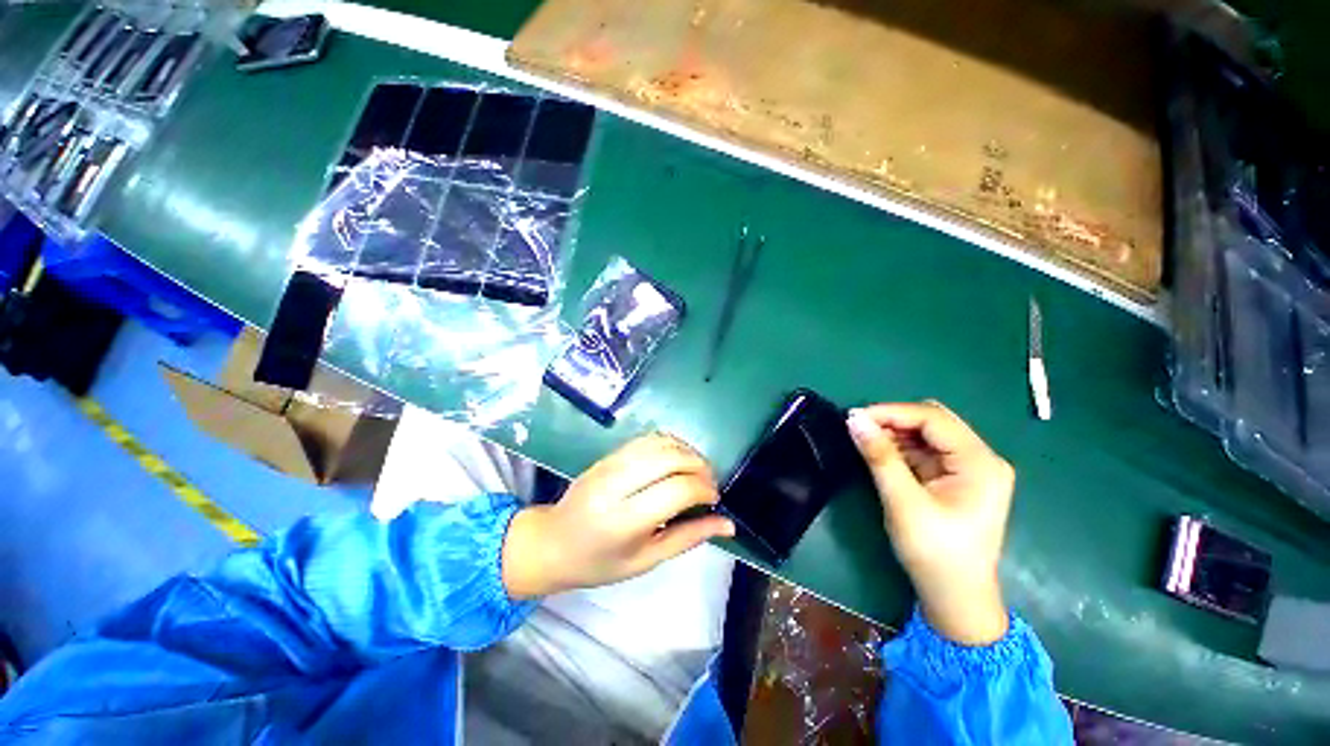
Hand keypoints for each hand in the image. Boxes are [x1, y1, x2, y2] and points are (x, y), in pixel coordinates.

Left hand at [502, 434, 734, 597]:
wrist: (553, 542)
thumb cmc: (599, 562)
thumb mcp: (646, 560)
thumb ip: (688, 538)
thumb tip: (728, 525)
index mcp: (624, 519)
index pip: (678, 489)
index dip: (704, 489)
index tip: (713, 500)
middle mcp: (616, 484)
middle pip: (671, 458)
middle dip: (700, 466)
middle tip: (709, 484)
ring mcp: (610, 464)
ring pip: (660, 442)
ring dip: (687, 452)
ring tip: (696, 471)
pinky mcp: (608, 454)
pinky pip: (647, 438)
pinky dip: (670, 444)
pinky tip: (677, 460)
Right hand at [846, 401, 1014, 644]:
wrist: (955, 598)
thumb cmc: (935, 553)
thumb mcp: (903, 502)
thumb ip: (880, 456)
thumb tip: (854, 419)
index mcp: (979, 463)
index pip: (933, 419)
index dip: (892, 412)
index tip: (854, 417)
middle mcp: (981, 459)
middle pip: (933, 422)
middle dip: (893, 420)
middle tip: (858, 428)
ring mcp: (970, 469)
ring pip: (927, 435)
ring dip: (895, 434)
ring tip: (864, 441)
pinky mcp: (956, 480)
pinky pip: (925, 452)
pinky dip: (901, 449)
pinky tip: (880, 454)